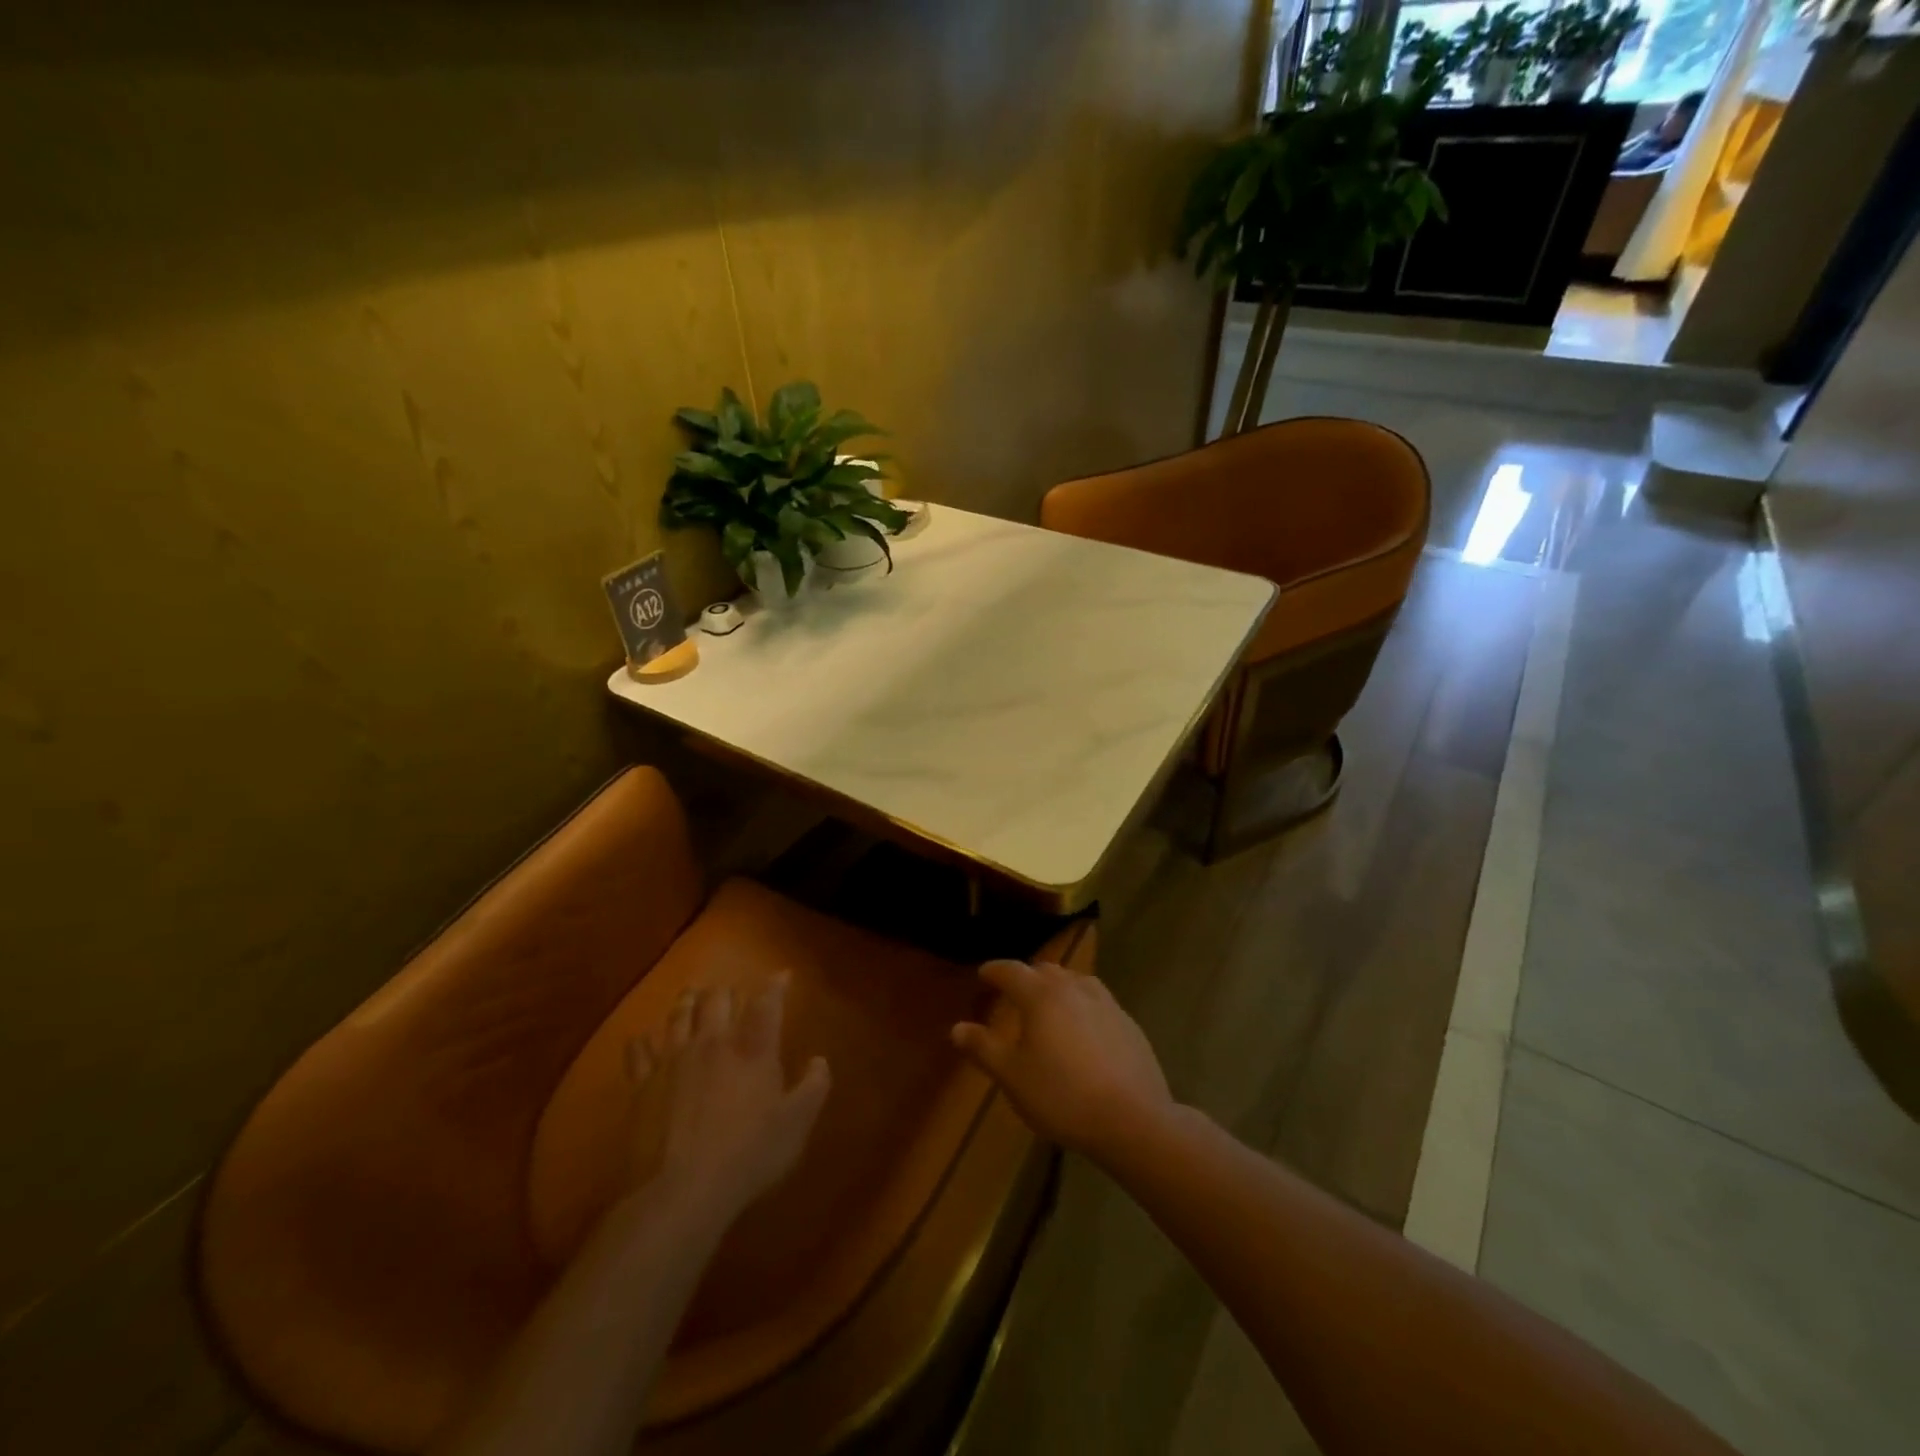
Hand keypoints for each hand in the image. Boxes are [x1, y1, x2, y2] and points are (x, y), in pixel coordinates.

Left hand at [621, 975, 830, 1217]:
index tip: (783, 975)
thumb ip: (813, 1087)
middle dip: (728, 990)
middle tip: (733, 991)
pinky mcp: (642, 1084)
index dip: (776, 984)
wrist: (680, 1192)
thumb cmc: (748, 1156)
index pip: (767, 1002)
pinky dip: (642, 1040)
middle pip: (718, 998)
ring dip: (688, 1000)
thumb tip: (819, 1060)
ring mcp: (673, 1060)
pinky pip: (638, 1050)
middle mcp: (713, 1042)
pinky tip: (643, 1038)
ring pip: (679, 1014)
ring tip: (692, 992)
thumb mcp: (796, 1125)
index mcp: (753, 1048)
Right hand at [951, 960, 1173, 1161]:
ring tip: (1048, 1004)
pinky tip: (1083, 1028)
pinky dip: (1081, 1005)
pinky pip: (1097, 1001)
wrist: (1132, 1119)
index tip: (983, 974)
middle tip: (1013, 991)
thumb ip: (983, 1048)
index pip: (1011, 971)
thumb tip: (956, 1028)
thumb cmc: (1062, 1096)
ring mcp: (1106, 1003)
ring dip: (1057, 986)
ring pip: (1075, 982)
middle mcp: (1074, 989)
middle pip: (1045, 971)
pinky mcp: (1128, 1023)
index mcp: (1041, 996)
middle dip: (1026, 976)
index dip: (994, 971)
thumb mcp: (1012, 1077)